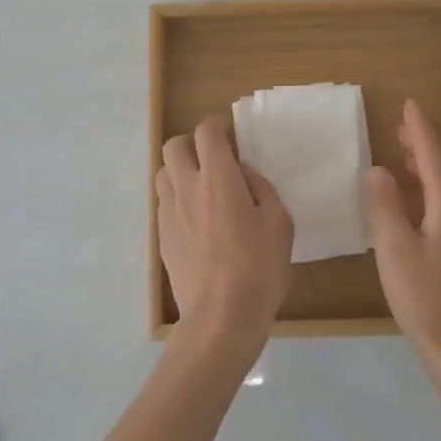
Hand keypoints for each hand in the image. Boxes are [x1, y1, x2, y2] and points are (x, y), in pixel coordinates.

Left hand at [156, 116, 293, 349]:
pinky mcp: (162, 238)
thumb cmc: (258, 267)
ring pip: (163, 173)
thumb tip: (242, 174)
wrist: (220, 316)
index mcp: (217, 177)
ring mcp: (169, 213)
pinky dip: (177, 198)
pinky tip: (197, 219)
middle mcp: (186, 187)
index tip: (229, 131)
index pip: (206, 132)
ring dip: (180, 170)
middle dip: (191, 142)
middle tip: (213, 156)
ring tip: (202, 186)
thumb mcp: (279, 222)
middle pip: (173, 145)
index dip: (216, 124)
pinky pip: (164, 203)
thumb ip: (260, 188)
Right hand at [362, 99, 440, 376]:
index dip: (418, 128)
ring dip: (425, 170)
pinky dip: (428, 192)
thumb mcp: (395, 250)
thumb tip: (377, 169)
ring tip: (401, 161)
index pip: (431, 154)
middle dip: (421, 146)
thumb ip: (383, 206)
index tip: (408, 103)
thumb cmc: (427, 297)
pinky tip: (412, 206)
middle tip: (398, 128)